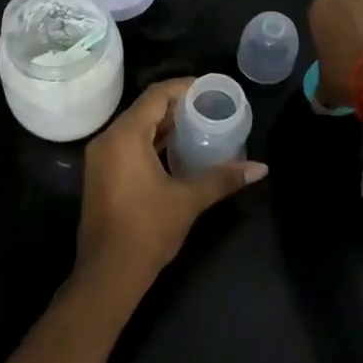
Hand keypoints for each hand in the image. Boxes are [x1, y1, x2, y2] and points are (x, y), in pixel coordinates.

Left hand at [75, 79, 267, 294]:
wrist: (107, 275)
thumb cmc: (147, 230)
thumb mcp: (188, 200)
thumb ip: (223, 178)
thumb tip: (261, 168)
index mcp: (125, 136)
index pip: (156, 95)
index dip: (184, 87)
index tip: (211, 88)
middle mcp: (108, 139)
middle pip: (145, 108)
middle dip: (177, 105)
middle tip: (210, 106)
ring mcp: (101, 158)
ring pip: (136, 127)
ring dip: (164, 124)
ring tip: (199, 124)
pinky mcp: (102, 175)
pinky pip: (128, 144)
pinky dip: (151, 141)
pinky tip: (177, 150)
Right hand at [307, 0, 362, 108]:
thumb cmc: (349, 75)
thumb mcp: (327, 89)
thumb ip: (322, 89)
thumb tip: (321, 101)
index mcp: (324, 6)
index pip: (320, 13)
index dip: (327, 33)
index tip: (333, 53)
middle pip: (351, 6)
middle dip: (354, 24)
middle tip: (358, 53)